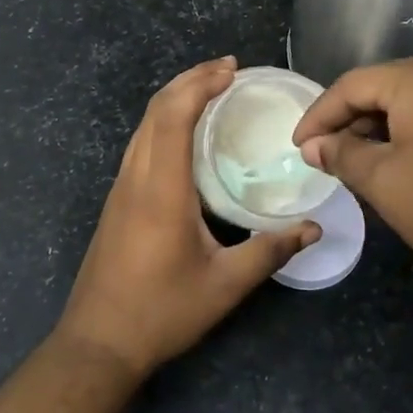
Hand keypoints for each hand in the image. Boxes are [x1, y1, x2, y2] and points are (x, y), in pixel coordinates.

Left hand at [57, 57, 318, 379]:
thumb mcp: (225, 285)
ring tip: (209, 90)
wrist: (98, 342)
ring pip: (143, 125)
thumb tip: (314, 228)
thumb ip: (271, 252)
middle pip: (155, 110)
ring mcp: (121, 188)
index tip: (231, 70)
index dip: (200, 85)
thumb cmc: (162, 312)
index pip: (173, 117)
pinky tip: (185, 134)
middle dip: (189, 80)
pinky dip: (163, 121)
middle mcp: (136, 178)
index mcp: (162, 190)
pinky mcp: (117, 201)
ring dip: (174, 98)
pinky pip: (140, 143)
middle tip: (227, 70)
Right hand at [293, 58, 412, 306]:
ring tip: (363, 162)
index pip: (354, 84)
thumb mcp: (385, 183)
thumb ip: (343, 155)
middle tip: (329, 156)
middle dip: (352, 121)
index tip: (300, 147)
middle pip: (387, 86)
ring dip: (384, 127)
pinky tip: (406, 160)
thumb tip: (315, 146)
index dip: (320, 115)